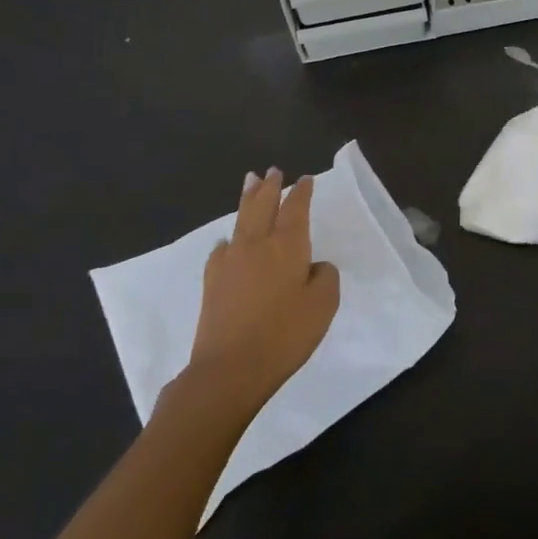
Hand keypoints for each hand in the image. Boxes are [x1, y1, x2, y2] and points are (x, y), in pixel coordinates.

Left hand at [185, 169, 340, 414]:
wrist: (230, 368)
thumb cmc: (284, 335)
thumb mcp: (323, 306)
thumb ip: (325, 278)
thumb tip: (315, 266)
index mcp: (288, 246)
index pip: (296, 209)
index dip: (302, 192)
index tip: (306, 179)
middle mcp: (257, 244)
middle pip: (264, 205)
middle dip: (270, 186)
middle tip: (273, 170)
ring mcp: (231, 260)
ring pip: (241, 219)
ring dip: (248, 198)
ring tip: (250, 181)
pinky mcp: (212, 280)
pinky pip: (222, 247)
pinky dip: (229, 237)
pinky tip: (228, 240)